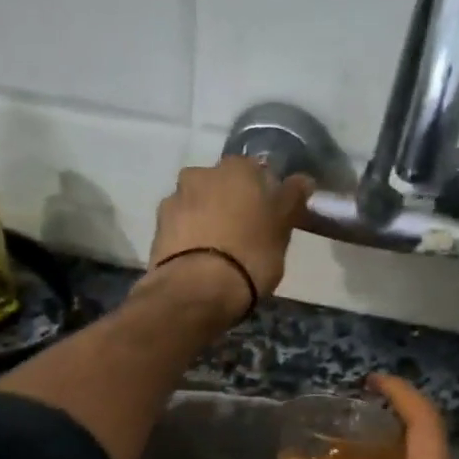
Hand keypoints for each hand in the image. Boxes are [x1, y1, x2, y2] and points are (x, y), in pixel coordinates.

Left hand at [145, 157, 312, 305]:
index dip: (264, 193)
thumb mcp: (283, 228)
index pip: (256, 171)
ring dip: (207, 219)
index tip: (269, 216)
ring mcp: (174, 200)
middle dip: (231, 203)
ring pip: (198, 204)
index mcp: (236, 168)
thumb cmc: (250, 254)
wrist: (196, 290)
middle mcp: (200, 174)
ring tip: (219, 250)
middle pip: (222, 185)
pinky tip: (199, 259)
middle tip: (245, 233)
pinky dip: (190, 237)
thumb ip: (291, 199)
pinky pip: (181, 227)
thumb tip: (302, 180)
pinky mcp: (157, 229)